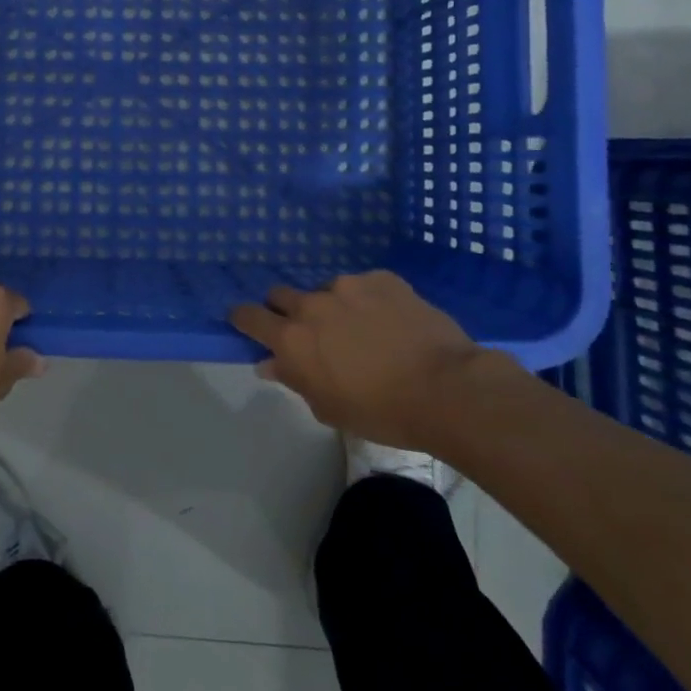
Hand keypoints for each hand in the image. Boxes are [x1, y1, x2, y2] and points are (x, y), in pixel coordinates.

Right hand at [230, 270, 480, 448]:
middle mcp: (312, 304)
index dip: (243, 318)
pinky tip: (391, 320)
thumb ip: (294, 380)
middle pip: (281, 294)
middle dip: (287, 310)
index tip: (245, 322)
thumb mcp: (330, 408)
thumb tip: (269, 364)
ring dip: (333, 305)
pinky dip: (369, 300)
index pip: (249, 316)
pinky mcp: (382, 278)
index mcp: (293, 339)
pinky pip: (364, 285)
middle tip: (309, 331)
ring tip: (362, 328)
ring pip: (327, 290)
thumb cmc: (383, 412)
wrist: (447, 390)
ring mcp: (348, 286)